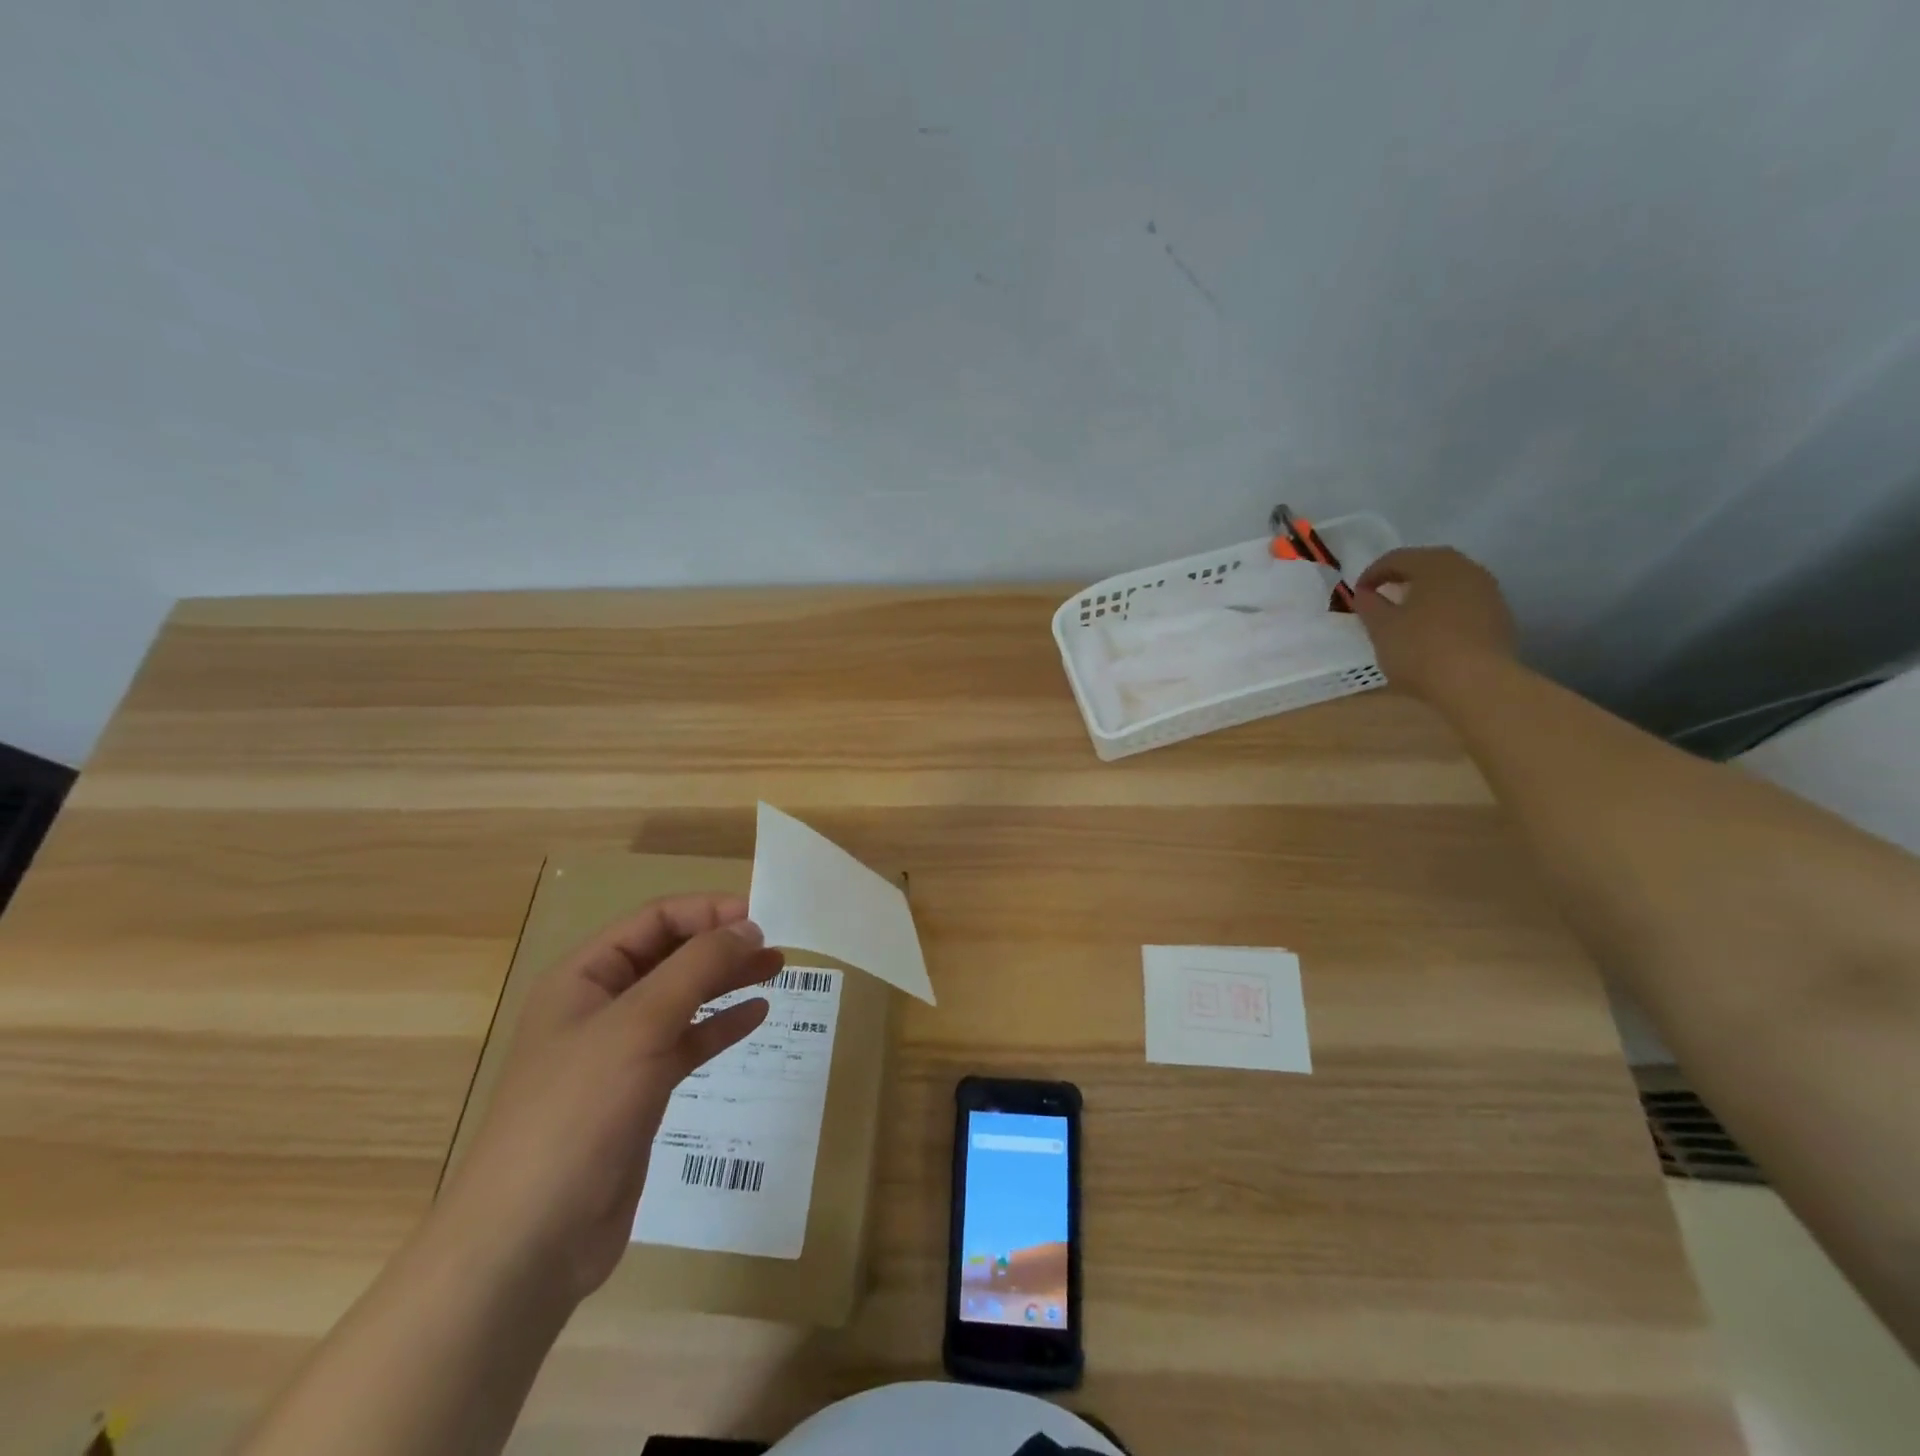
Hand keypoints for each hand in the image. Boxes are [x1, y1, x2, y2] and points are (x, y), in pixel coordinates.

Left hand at [436, 894, 781, 1302]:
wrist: (531, 1240)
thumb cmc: (578, 1112)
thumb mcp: (640, 1024)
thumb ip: (697, 968)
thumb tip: (747, 927)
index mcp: (584, 977)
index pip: (654, 921)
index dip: (706, 912)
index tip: (759, 917)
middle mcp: (600, 1007)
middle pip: (670, 956)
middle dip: (721, 945)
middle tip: (775, 945)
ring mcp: (619, 1053)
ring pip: (682, 998)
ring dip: (726, 980)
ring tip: (775, 968)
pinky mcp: (638, 1094)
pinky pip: (687, 1043)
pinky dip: (720, 1026)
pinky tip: (756, 1015)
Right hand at [1354, 547, 1517, 700]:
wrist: (1477, 683)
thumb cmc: (1420, 649)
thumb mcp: (1381, 628)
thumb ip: (1369, 605)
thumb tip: (1365, 593)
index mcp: (1434, 564)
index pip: (1395, 558)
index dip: (1371, 574)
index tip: (1357, 595)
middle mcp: (1466, 568)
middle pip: (1427, 565)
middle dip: (1401, 579)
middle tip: (1382, 599)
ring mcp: (1488, 591)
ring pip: (1449, 583)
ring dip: (1426, 594)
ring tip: (1407, 616)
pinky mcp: (1500, 616)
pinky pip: (1464, 603)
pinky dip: (1444, 610)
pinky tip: (1433, 632)